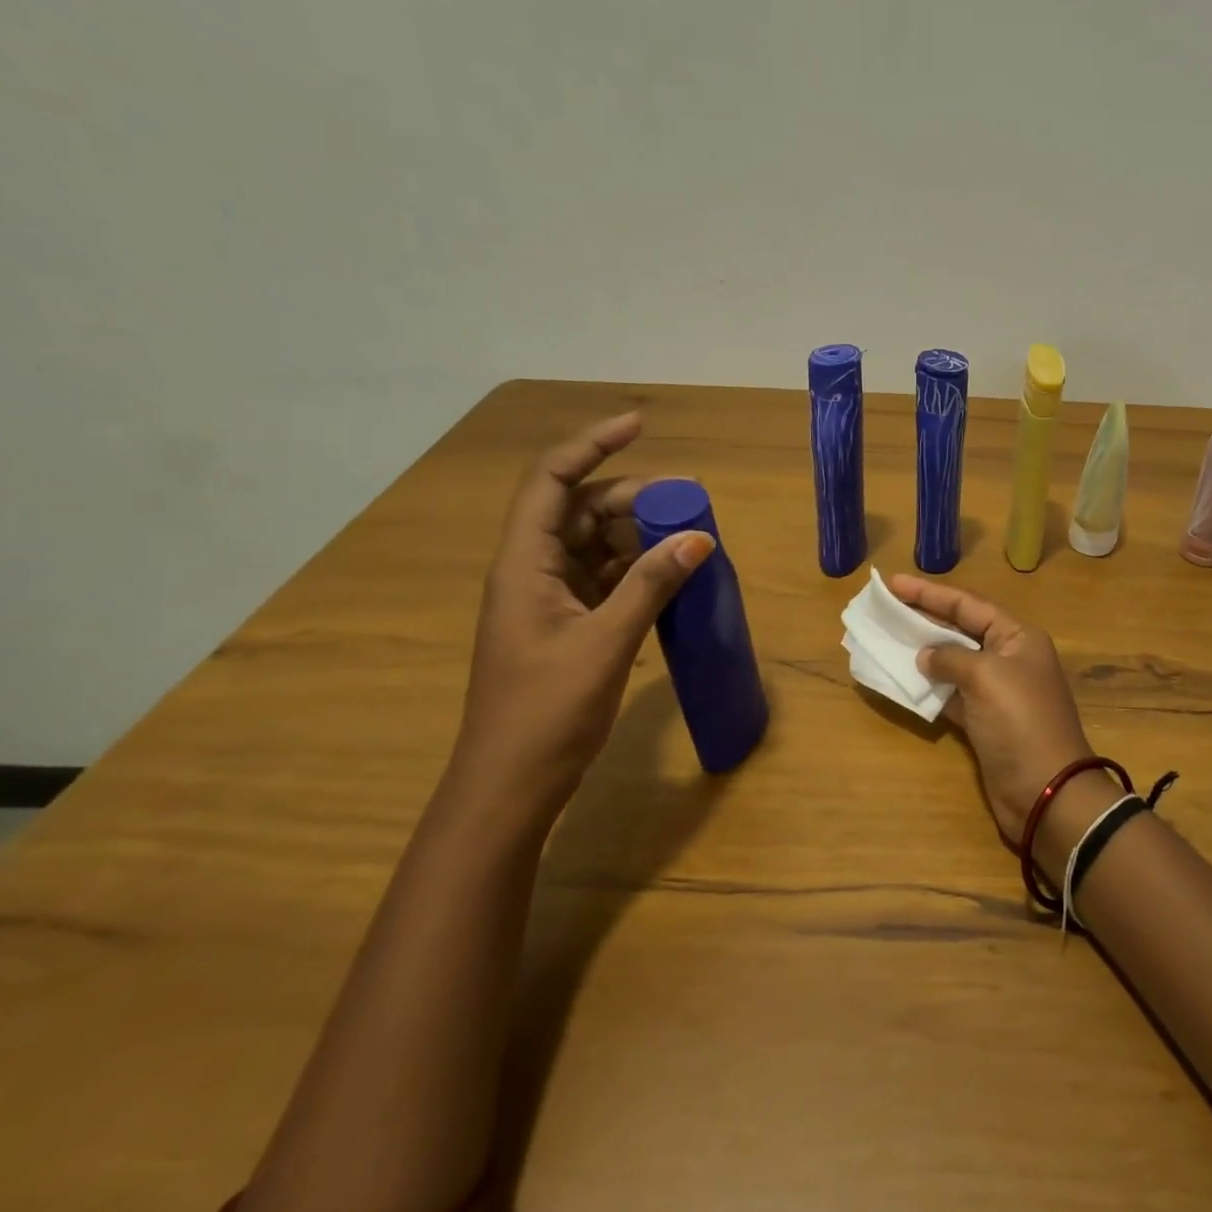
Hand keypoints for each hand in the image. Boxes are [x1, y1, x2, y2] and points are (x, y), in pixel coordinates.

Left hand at [451, 413, 711, 822]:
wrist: (512, 786)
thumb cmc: (547, 713)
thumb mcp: (606, 642)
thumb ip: (652, 585)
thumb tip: (699, 537)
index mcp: (524, 564)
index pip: (551, 481)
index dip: (591, 445)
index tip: (639, 426)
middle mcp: (533, 571)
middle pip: (581, 509)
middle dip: (633, 497)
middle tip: (688, 502)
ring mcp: (551, 599)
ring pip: (597, 544)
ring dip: (640, 535)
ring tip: (689, 537)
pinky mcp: (569, 624)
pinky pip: (607, 578)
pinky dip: (639, 570)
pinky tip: (674, 574)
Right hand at [891, 575, 1095, 845]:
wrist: (1045, 792)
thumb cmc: (1020, 722)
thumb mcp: (986, 677)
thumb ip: (951, 658)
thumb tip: (925, 656)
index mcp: (1017, 638)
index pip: (969, 605)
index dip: (930, 593)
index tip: (894, 583)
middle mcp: (1008, 659)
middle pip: (959, 630)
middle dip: (923, 619)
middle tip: (885, 608)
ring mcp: (996, 692)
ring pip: (952, 663)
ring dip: (922, 653)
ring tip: (886, 640)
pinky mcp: (983, 722)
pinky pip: (949, 695)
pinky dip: (927, 688)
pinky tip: (901, 680)